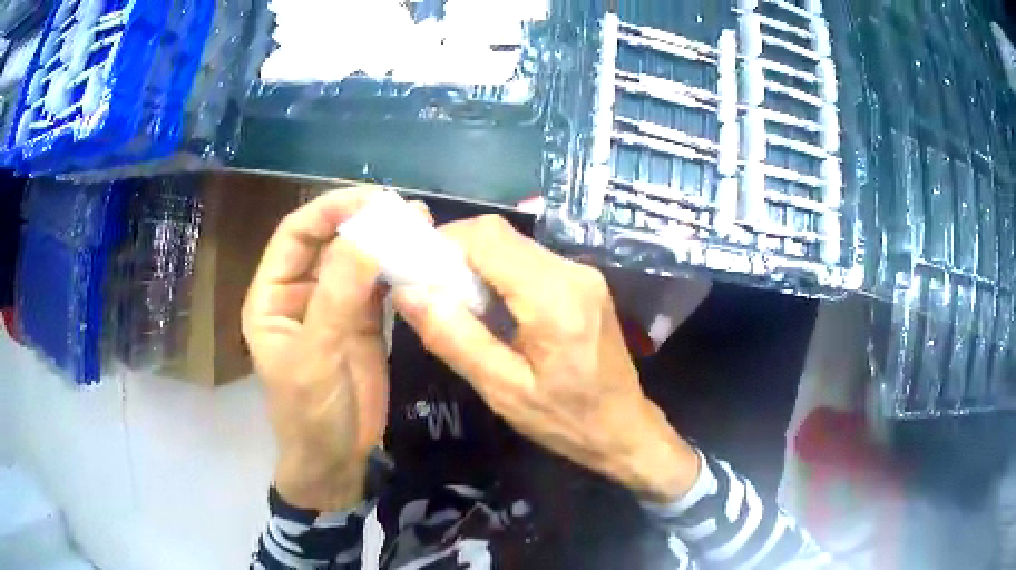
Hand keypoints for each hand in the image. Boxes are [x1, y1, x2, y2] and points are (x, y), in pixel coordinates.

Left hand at [243, 188, 427, 510]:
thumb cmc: (310, 412)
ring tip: (422, 225)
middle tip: (404, 209)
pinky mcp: (364, 321)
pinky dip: (398, 269)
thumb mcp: (316, 355)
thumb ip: (338, 295)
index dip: (328, 210)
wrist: (338, 459)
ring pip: (357, 259)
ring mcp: (334, 305)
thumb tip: (369, 234)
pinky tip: (421, 258)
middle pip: (329, 240)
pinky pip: (379, 285)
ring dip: (385, 242)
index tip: (371, 200)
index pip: (295, 234)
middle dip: (362, 220)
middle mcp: (301, 292)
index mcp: (272, 295)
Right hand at [392, 216, 699, 502]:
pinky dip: (499, 275)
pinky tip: (492, 311)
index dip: (445, 243)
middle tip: (434, 295)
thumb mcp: (503, 389)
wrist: (623, 428)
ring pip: (513, 246)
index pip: (489, 237)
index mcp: (555, 297)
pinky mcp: (582, 282)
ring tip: (460, 308)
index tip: (418, 273)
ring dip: (477, 266)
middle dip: (457, 255)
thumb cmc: (565, 420)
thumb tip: (408, 292)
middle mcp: (572, 272)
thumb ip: (454, 337)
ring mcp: (582, 273)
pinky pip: (529, 261)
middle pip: (500, 235)